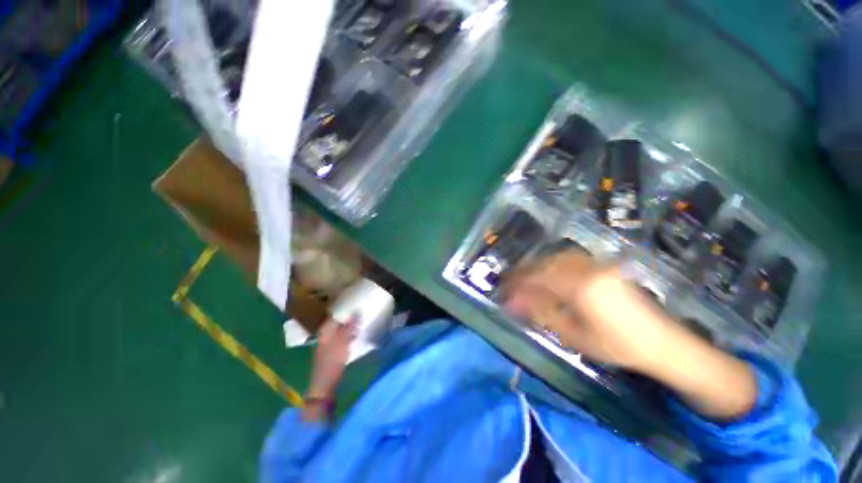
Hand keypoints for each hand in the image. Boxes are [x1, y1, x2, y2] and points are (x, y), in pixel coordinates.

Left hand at [307, 318, 355, 399]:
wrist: (323, 387)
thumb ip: (349, 327)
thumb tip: (356, 312)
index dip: (345, 310)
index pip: (335, 315)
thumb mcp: (342, 343)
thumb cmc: (331, 363)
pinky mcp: (332, 352)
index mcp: (324, 332)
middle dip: (349, 319)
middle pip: (337, 323)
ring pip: (340, 331)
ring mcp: (327, 345)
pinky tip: (356, 336)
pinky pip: (341, 339)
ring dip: (349, 327)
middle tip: (362, 314)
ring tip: (361, 323)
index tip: (357, 306)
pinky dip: (348, 336)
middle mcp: (324, 336)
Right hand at [503, 250, 673, 370]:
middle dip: (525, 272)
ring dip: (538, 266)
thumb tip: (514, 301)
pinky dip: (554, 263)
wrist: (660, 341)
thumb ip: (541, 313)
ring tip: (527, 278)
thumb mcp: (573, 335)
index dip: (517, 281)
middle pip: (545, 264)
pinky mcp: (604, 266)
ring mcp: (597, 265)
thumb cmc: (616, 346)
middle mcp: (587, 270)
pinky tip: (550, 272)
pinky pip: (571, 258)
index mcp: (580, 288)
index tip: (504, 287)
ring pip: (557, 258)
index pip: (537, 277)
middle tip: (512, 283)